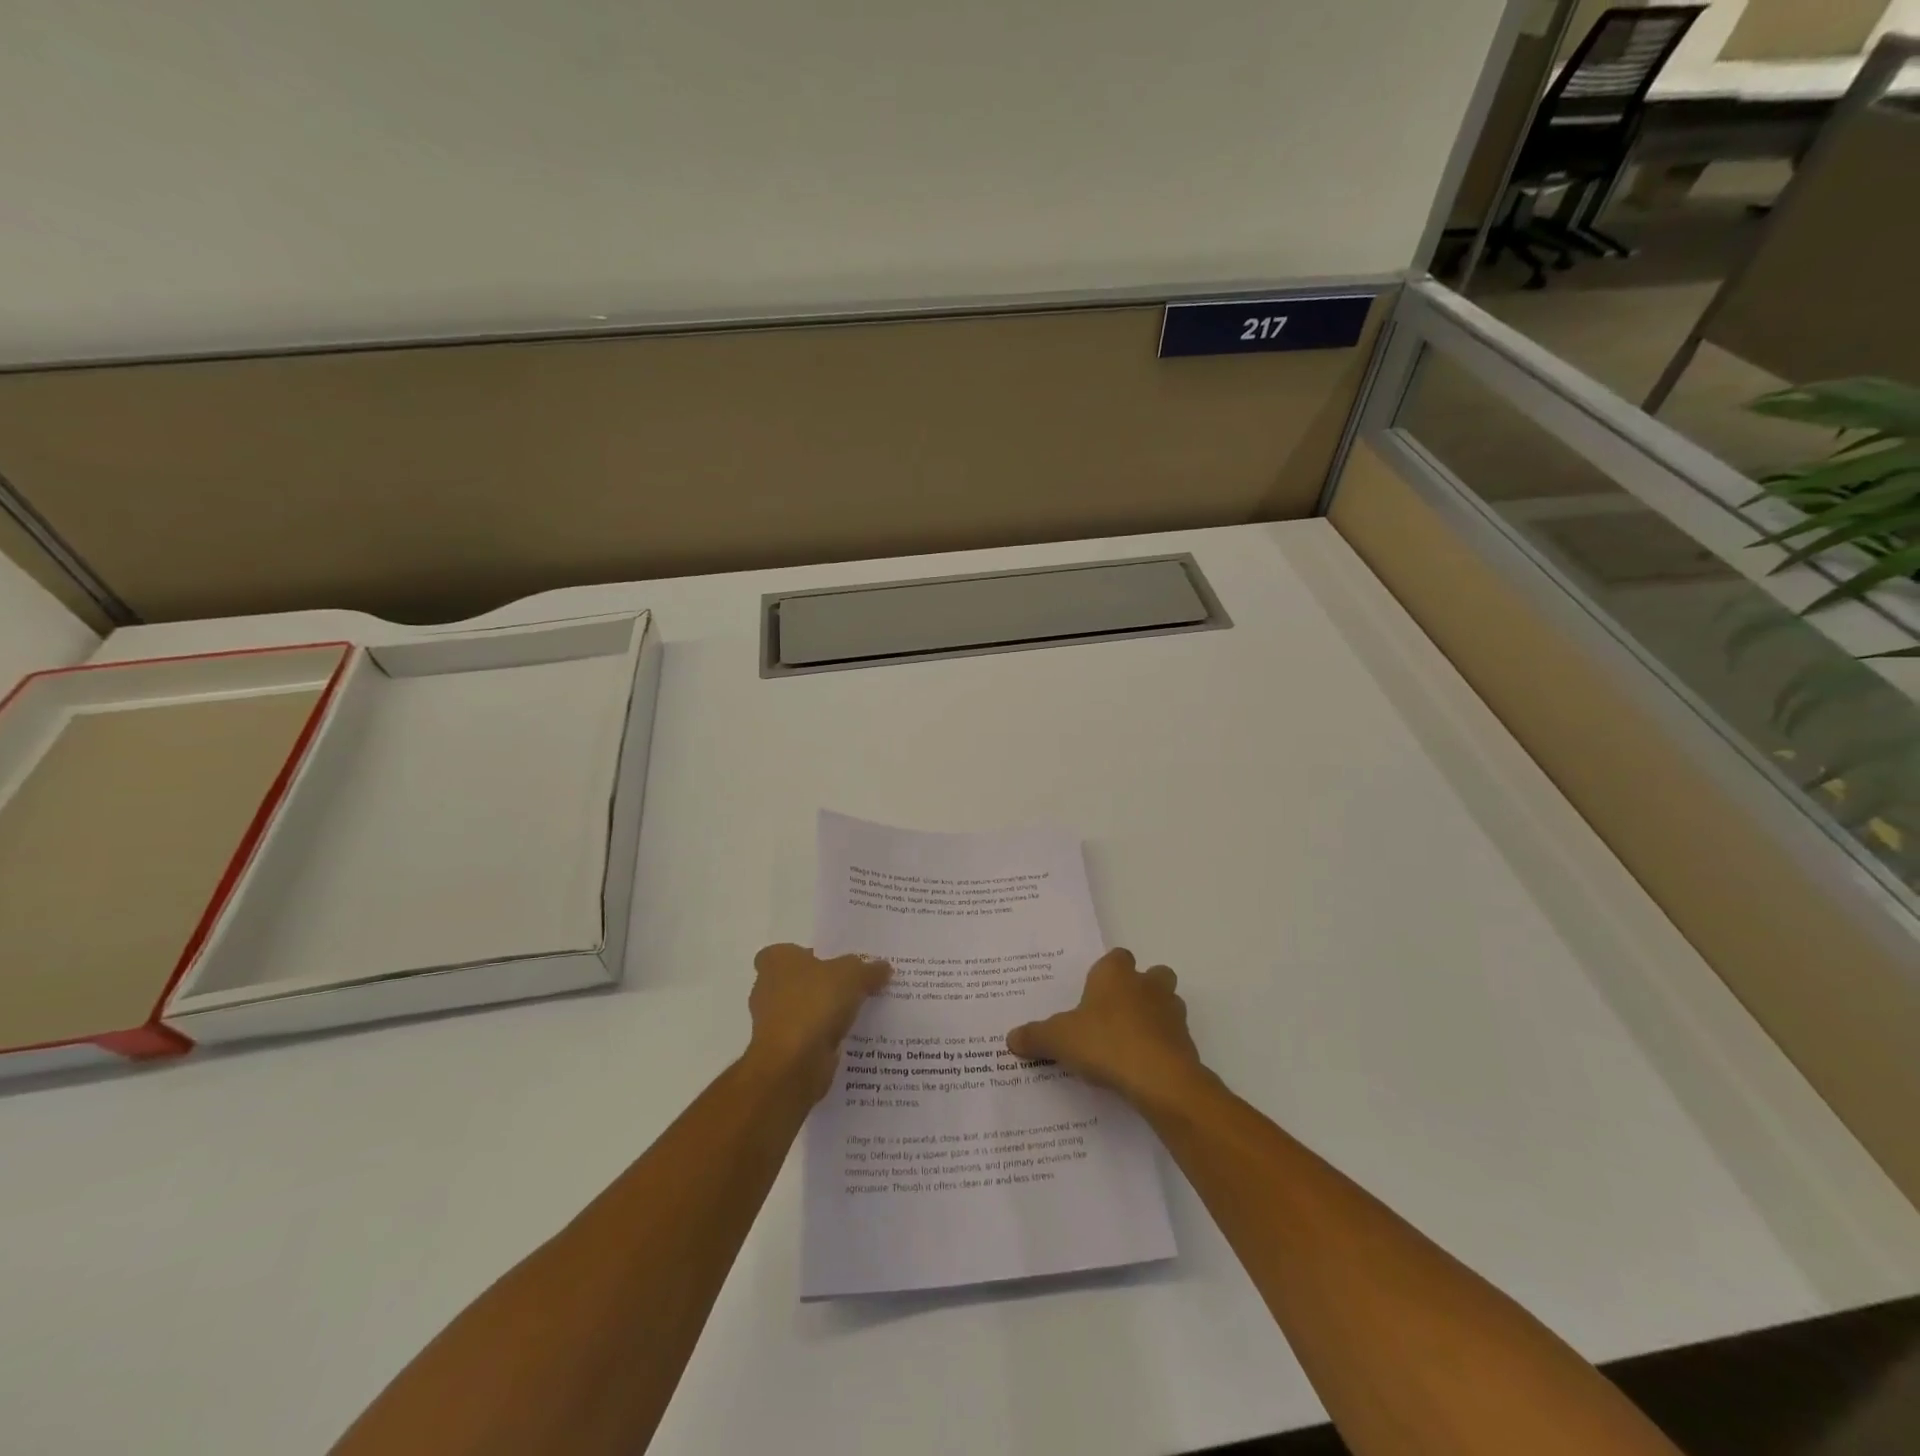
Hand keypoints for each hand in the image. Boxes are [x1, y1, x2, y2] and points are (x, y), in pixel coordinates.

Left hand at [743, 943, 890, 1103]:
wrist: (793, 1063)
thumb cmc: (814, 1004)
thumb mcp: (852, 975)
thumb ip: (868, 969)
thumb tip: (883, 967)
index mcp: (776, 961)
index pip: (788, 951)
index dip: (810, 955)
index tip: (835, 963)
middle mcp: (767, 988)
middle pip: (798, 981)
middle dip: (822, 985)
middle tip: (855, 985)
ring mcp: (773, 1022)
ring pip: (804, 1010)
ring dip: (825, 1013)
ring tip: (860, 1012)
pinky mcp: (783, 1050)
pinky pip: (809, 1036)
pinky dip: (825, 1037)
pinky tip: (851, 1037)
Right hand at [1006, 949, 1210, 1110]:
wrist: (1159, 1079)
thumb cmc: (1105, 1043)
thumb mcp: (1058, 1040)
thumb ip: (1036, 1037)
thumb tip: (1011, 1038)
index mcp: (1115, 974)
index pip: (1116, 957)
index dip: (1107, 972)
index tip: (1093, 993)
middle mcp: (1147, 985)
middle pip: (1153, 974)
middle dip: (1140, 988)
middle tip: (1116, 1013)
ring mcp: (1172, 1013)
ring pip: (1168, 1003)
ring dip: (1155, 1016)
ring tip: (1131, 1042)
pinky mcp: (1186, 1043)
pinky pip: (1174, 1038)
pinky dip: (1162, 1047)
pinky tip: (1143, 1068)